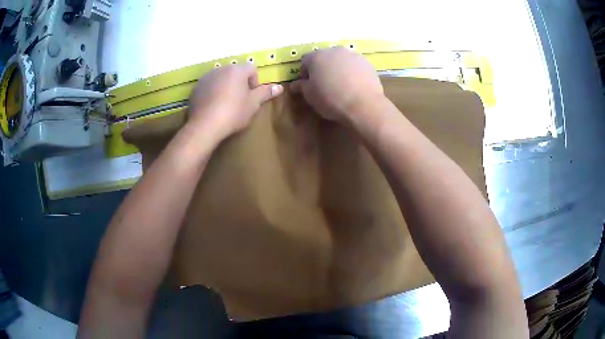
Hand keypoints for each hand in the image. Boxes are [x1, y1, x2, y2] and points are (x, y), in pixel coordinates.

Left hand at [188, 64, 282, 138]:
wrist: (205, 125)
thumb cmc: (233, 112)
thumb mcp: (253, 104)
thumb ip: (266, 93)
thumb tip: (280, 87)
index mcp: (237, 69)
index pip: (252, 68)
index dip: (254, 82)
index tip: (251, 97)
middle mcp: (221, 68)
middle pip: (235, 73)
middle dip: (239, 84)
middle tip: (239, 102)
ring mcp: (206, 78)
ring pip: (221, 79)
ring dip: (225, 87)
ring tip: (225, 105)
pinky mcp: (196, 88)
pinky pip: (209, 87)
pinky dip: (213, 93)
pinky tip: (213, 108)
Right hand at [291, 47, 383, 123]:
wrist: (364, 105)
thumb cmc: (331, 99)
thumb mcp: (310, 96)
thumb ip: (302, 87)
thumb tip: (295, 84)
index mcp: (317, 56)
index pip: (305, 61)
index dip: (304, 73)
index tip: (307, 85)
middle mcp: (334, 50)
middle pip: (324, 57)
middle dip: (322, 68)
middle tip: (324, 84)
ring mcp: (352, 55)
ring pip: (340, 60)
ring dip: (338, 68)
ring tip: (340, 84)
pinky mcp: (367, 63)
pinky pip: (354, 66)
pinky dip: (352, 72)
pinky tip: (354, 85)